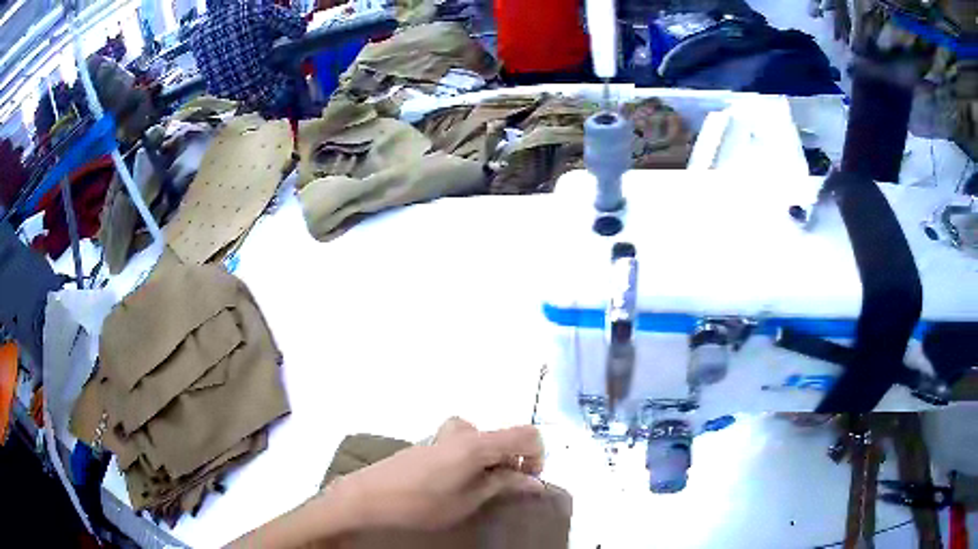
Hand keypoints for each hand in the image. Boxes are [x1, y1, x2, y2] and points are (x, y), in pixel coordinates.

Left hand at [328, 418, 544, 530]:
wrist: (367, 498)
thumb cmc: (421, 503)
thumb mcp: (468, 500)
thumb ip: (502, 485)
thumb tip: (534, 481)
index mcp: (476, 443)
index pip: (526, 434)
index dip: (537, 456)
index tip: (529, 481)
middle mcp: (462, 433)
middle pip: (503, 436)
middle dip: (513, 460)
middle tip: (506, 487)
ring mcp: (441, 437)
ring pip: (481, 439)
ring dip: (491, 458)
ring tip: (481, 485)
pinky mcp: (427, 446)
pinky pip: (462, 445)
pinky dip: (472, 459)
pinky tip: (456, 484)